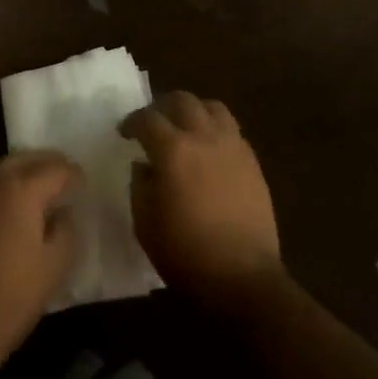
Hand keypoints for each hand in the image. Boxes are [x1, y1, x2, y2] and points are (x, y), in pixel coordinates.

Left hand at [0, 151, 82, 374]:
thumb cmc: (12, 298)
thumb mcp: (55, 266)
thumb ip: (65, 229)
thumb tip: (61, 213)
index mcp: (21, 190)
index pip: (56, 168)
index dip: (73, 174)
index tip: (82, 184)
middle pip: (23, 160)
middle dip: (45, 164)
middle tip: (60, 177)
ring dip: (16, 178)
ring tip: (30, 197)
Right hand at [122, 92, 283, 311]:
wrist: (242, 278)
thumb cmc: (185, 253)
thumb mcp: (145, 223)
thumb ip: (140, 185)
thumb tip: (144, 166)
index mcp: (173, 149)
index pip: (147, 119)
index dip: (132, 122)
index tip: (124, 132)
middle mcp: (204, 137)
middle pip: (183, 101)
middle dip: (162, 107)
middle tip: (153, 123)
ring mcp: (233, 146)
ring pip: (213, 107)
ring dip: (194, 110)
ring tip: (184, 127)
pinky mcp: (252, 162)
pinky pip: (232, 130)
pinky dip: (215, 130)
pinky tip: (209, 150)